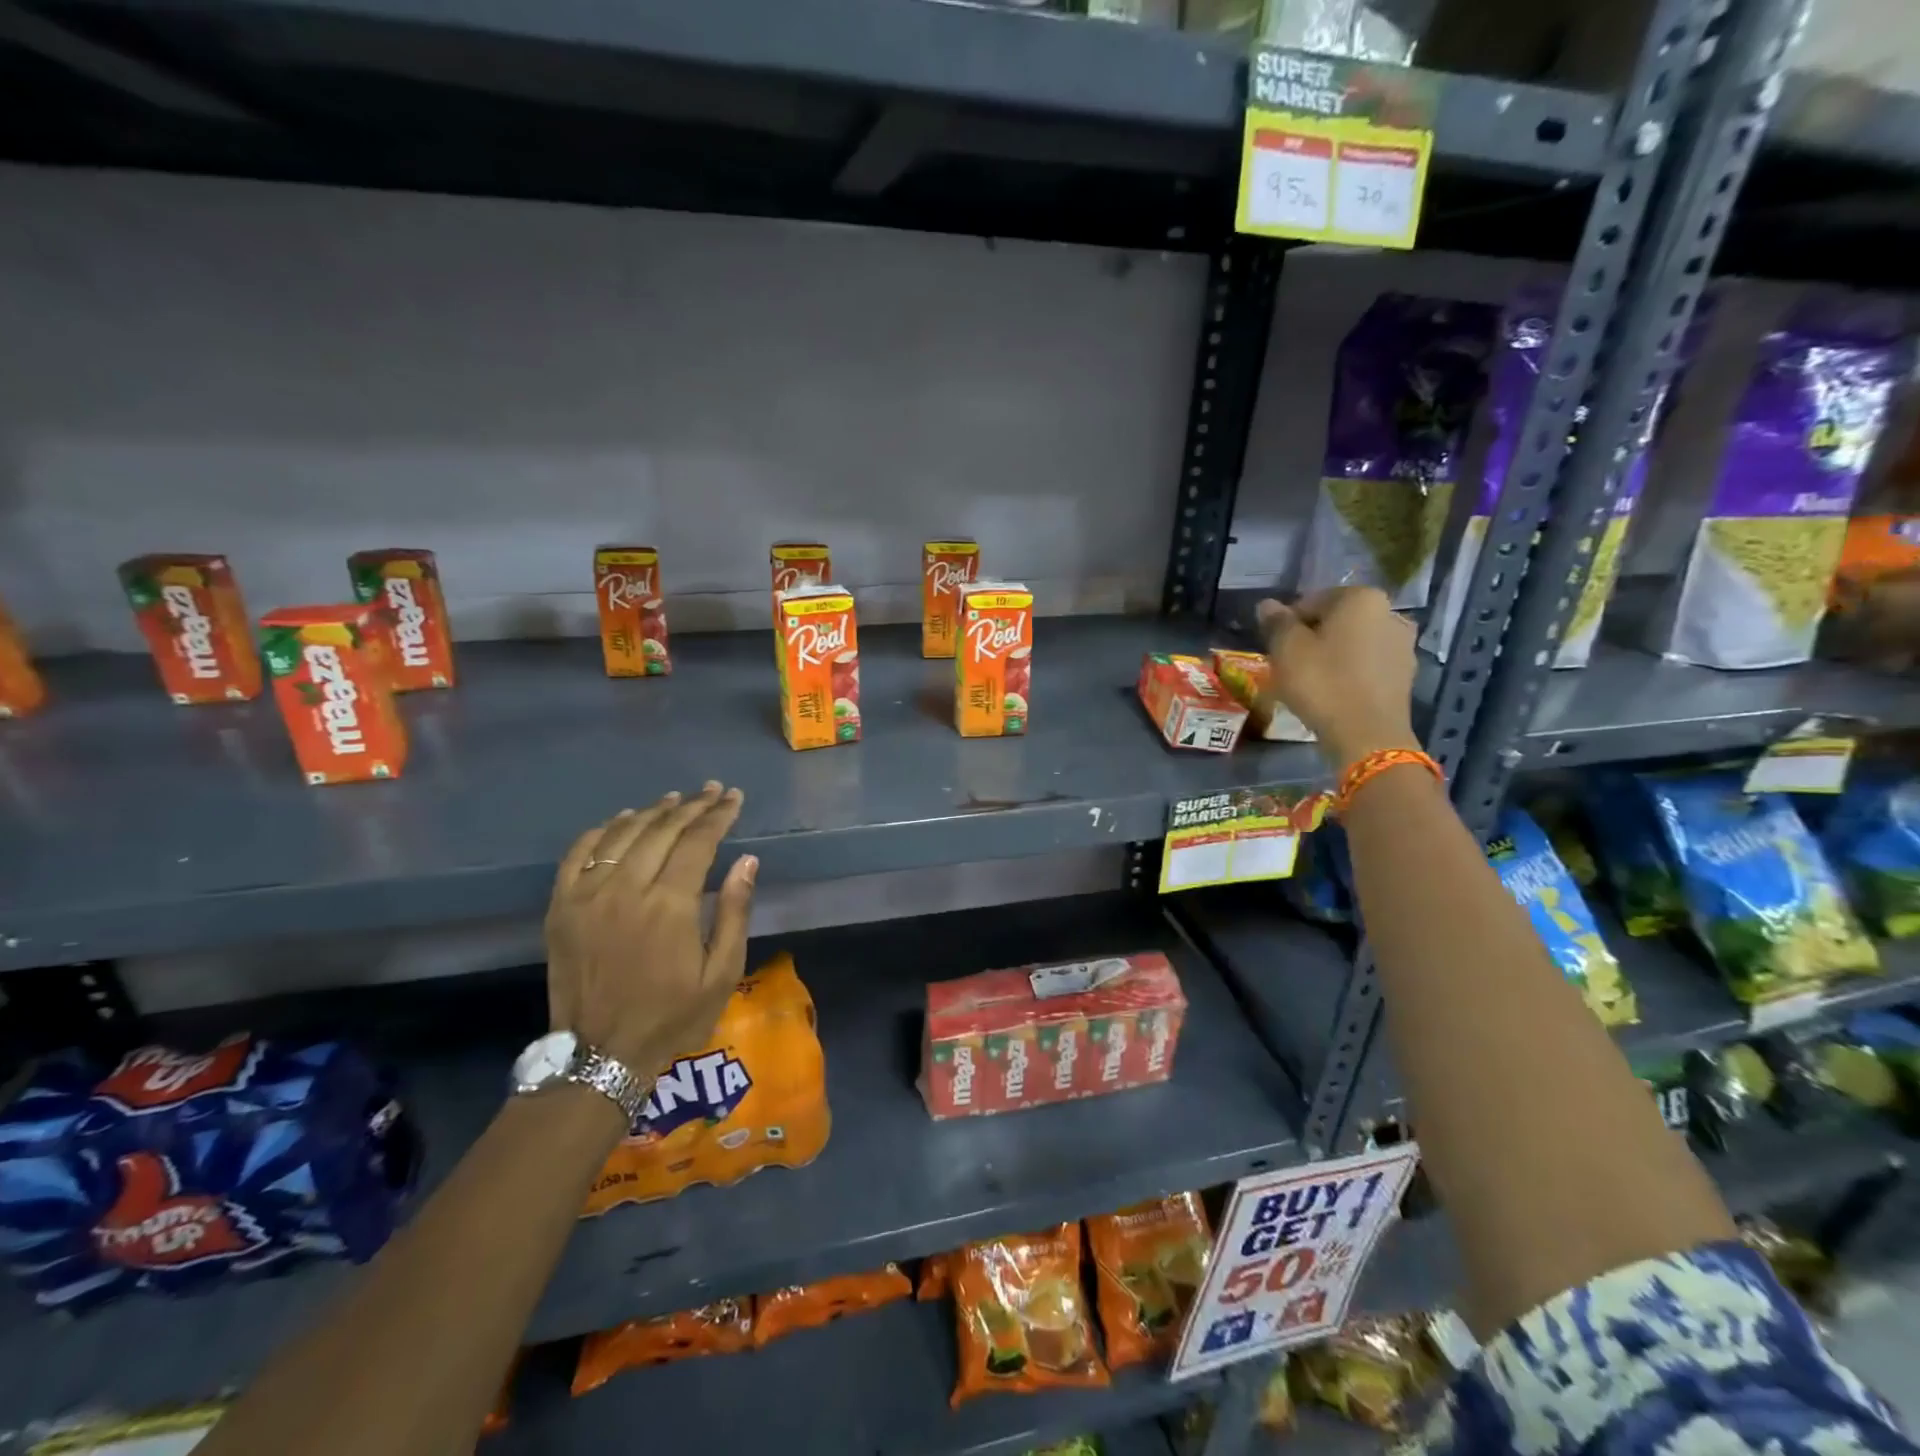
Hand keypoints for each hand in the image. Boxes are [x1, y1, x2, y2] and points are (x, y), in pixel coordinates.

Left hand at [544, 782, 757, 1076]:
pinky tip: (622, 820)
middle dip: (692, 805)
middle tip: (712, 791)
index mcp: (670, 905)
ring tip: (675, 798)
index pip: (698, 841)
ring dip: (652, 811)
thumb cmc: (672, 1016)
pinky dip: (603, 830)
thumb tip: (747, 860)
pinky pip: (579, 853)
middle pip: (662, 830)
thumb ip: (734, 912)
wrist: (600, 1056)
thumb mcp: (722, 972)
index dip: (718, 815)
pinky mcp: (561, 907)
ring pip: (623, 834)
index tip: (734, 798)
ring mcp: (587, 896)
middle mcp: (626, 889)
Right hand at [1258, 588, 1419, 770]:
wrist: (1367, 734)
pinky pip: (1368, 664)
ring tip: (1310, 680)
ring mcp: (1403, 645)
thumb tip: (1268, 605)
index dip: (1287, 623)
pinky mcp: (1406, 674)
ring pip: (1353, 643)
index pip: (1311, 601)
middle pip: (1336, 620)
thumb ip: (1277, 622)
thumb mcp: (1287, 649)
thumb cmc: (1322, 682)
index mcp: (1361, 598)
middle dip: (1312, 637)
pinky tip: (1333, 692)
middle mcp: (1390, 612)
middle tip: (1290, 663)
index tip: (1275, 647)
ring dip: (1332, 654)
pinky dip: (1349, 672)